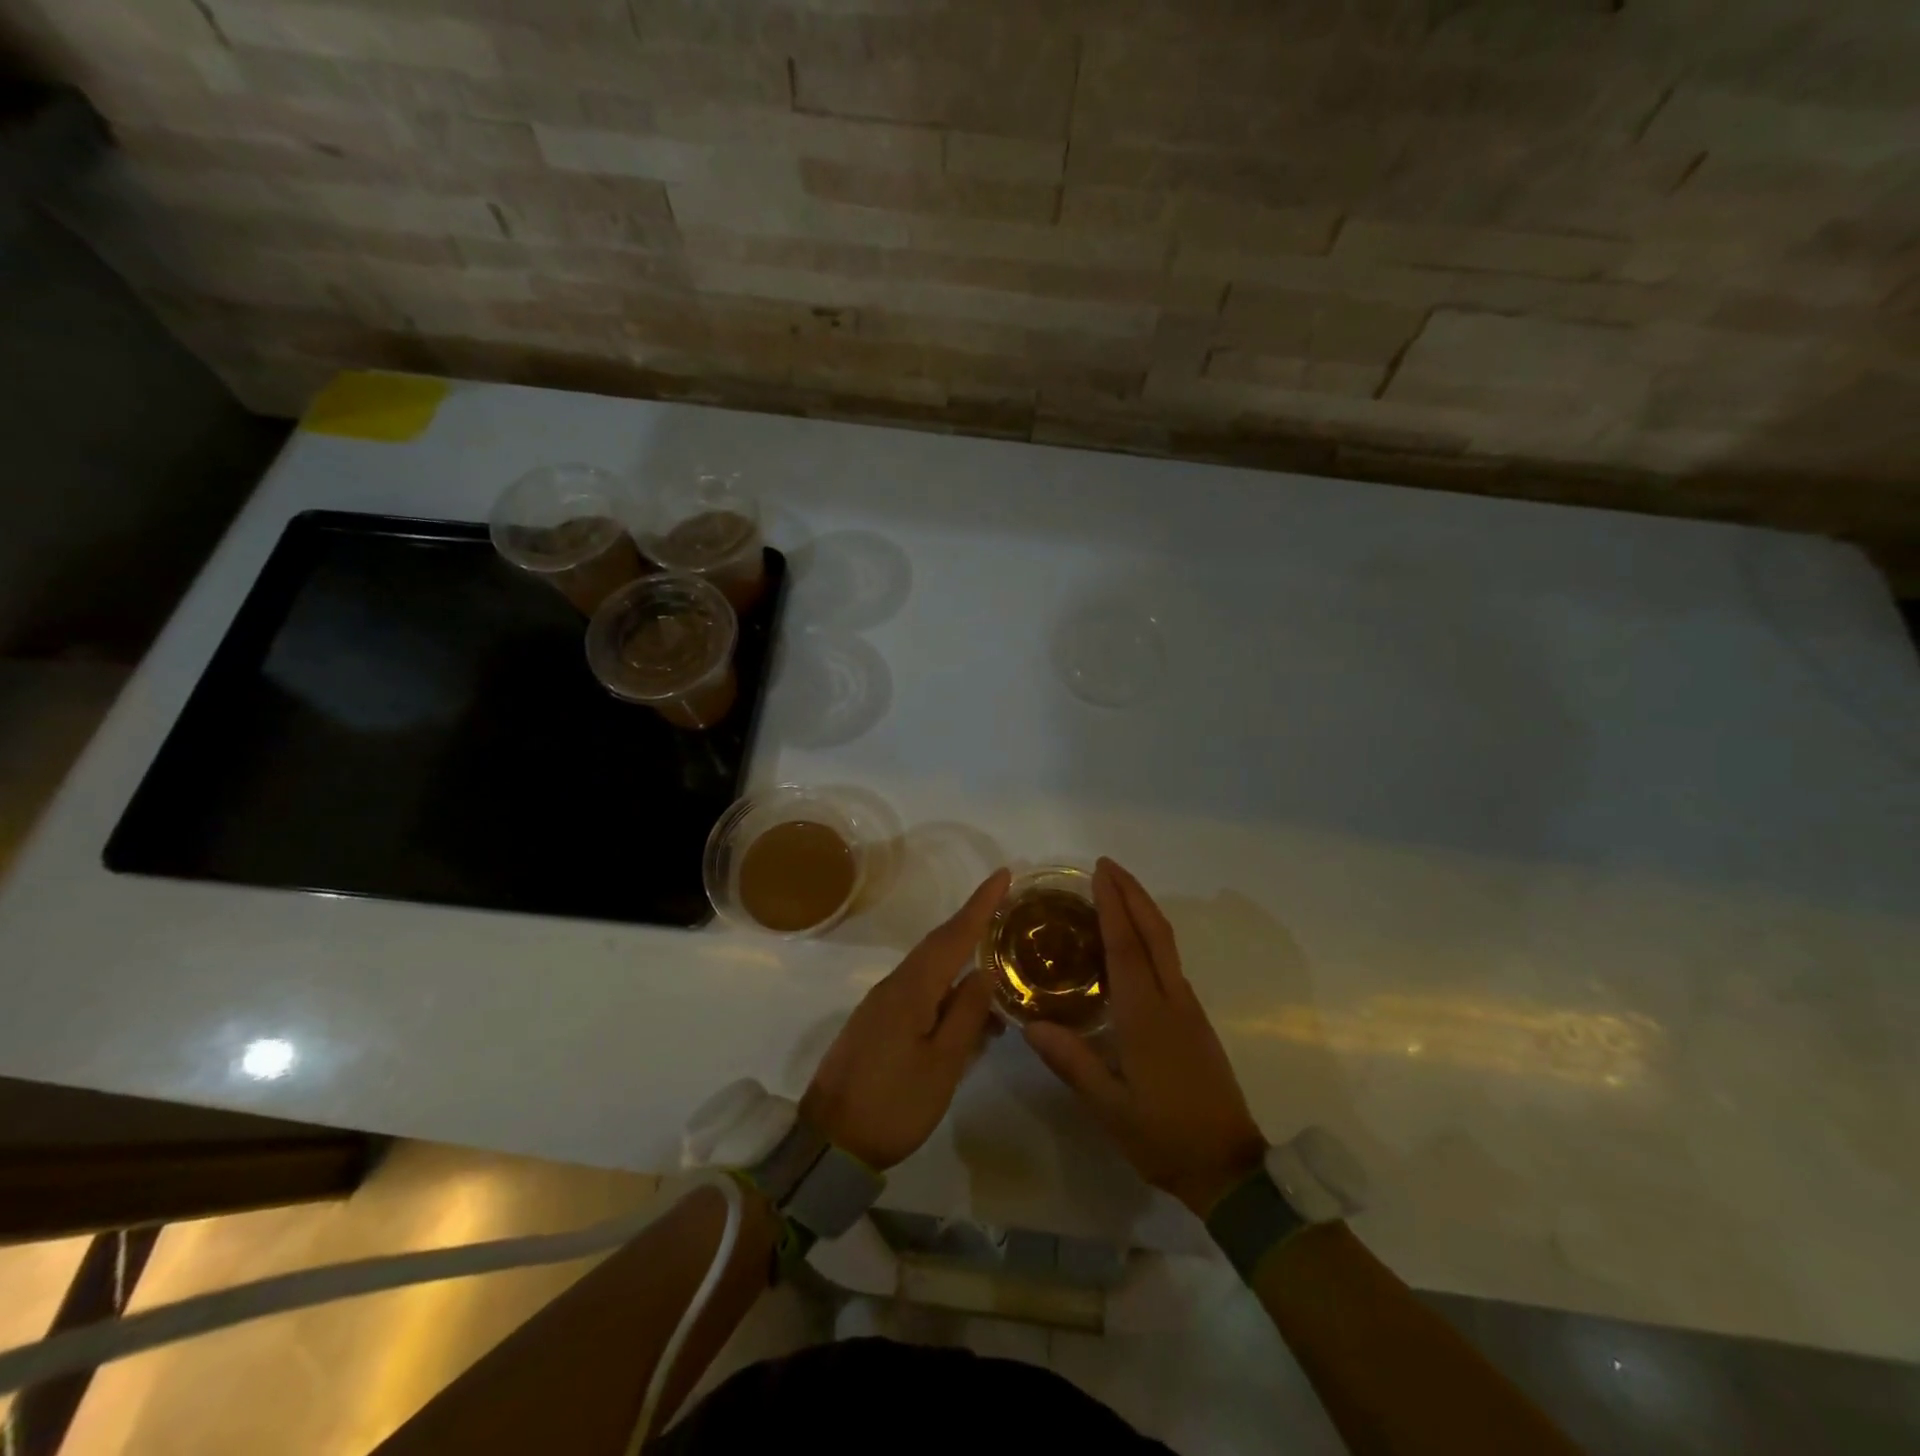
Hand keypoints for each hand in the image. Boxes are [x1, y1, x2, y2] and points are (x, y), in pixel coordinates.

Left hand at [799, 869, 1009, 1170]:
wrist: (829, 1142)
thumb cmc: (893, 1104)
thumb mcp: (941, 1065)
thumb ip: (965, 1015)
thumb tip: (984, 973)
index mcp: (911, 989)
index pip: (953, 935)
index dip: (980, 905)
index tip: (1003, 875)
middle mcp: (894, 985)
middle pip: (938, 944)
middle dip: (971, 922)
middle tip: (1004, 904)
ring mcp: (881, 1003)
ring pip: (929, 968)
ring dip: (960, 957)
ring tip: (995, 961)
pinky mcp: (876, 1022)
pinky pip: (918, 989)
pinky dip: (945, 986)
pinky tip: (965, 1008)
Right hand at [1025, 858, 1266, 1215]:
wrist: (1229, 1168)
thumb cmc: (1164, 1136)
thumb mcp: (1109, 1108)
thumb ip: (1071, 1062)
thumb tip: (1029, 1024)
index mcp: (1146, 1016)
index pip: (1126, 946)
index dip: (1113, 905)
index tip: (1099, 872)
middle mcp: (1171, 1000)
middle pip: (1154, 932)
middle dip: (1132, 893)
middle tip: (1107, 866)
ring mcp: (1188, 1008)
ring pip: (1166, 944)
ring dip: (1143, 910)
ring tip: (1117, 892)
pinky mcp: (1195, 1020)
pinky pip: (1169, 962)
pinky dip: (1150, 936)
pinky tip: (1133, 943)